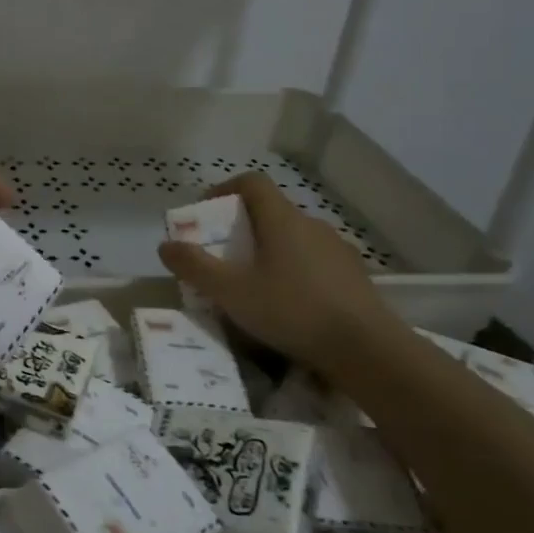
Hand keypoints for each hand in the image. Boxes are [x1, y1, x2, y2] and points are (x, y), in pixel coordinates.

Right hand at [156, 173, 395, 372]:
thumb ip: (195, 267)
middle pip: (271, 211)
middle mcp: (311, 224)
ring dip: (270, 250)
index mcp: (281, 219)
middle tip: (223, 255)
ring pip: (294, 238)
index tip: (206, 212)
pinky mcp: (354, 276)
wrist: (368, 350)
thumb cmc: (292, 311)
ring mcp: (337, 250)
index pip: (252, 182)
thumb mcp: (231, 292)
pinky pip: (314, 261)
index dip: (225, 189)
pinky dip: (294, 270)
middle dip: (242, 227)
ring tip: (254, 284)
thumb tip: (165, 245)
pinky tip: (289, 304)